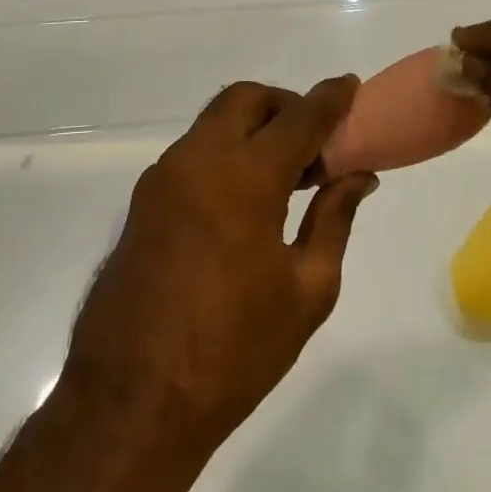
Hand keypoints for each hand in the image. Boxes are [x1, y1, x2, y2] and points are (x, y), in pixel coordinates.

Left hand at [61, 77, 376, 456]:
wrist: (131, 405)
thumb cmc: (234, 350)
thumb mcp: (306, 288)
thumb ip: (334, 219)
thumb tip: (359, 177)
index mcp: (244, 177)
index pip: (299, 117)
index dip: (331, 98)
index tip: (351, 86)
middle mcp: (197, 161)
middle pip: (246, 100)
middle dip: (285, 105)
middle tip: (314, 144)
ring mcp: (162, 179)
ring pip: (214, 123)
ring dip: (252, 129)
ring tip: (285, 178)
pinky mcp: (142, 203)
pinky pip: (192, 154)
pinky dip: (225, 153)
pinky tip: (244, 201)